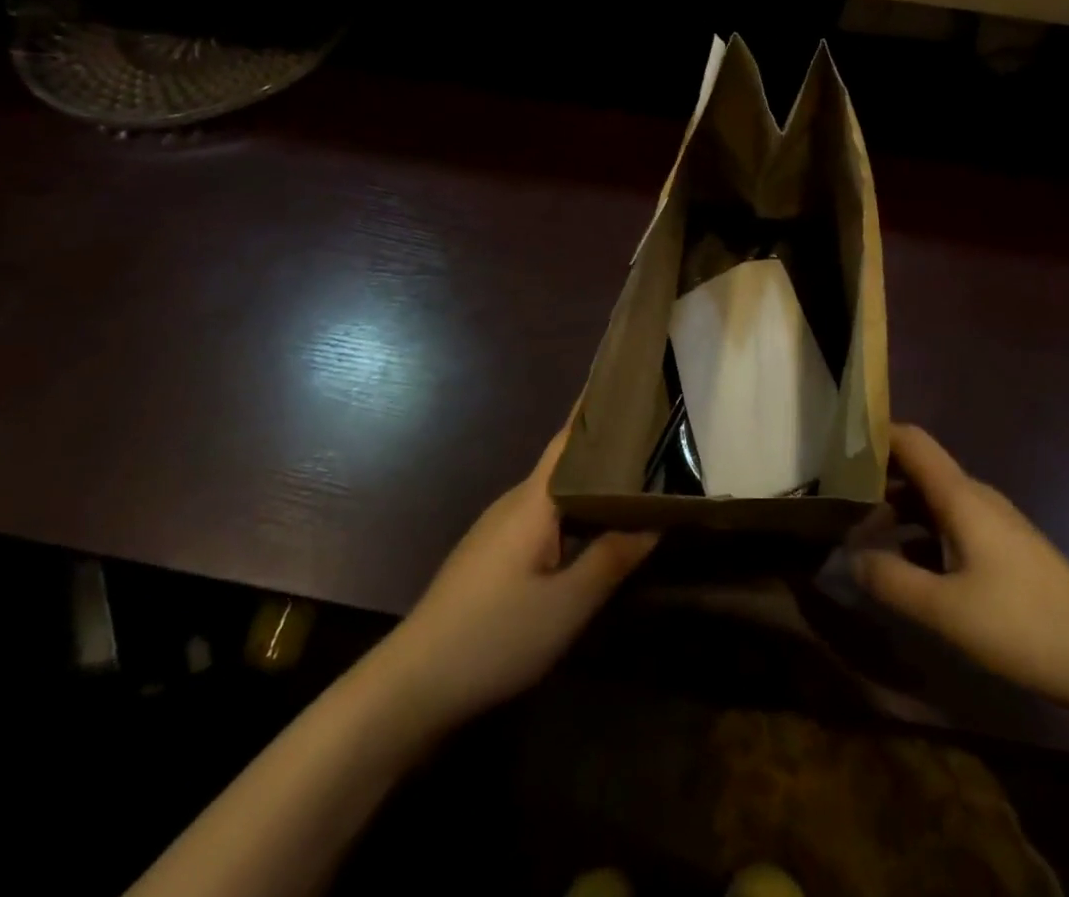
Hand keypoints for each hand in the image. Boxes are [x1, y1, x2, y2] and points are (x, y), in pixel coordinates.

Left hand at [389, 427, 657, 730]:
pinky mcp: (493, 554)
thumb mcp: (567, 605)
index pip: (571, 437)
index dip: (599, 408)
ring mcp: (500, 528)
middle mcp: (516, 502)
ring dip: (593, 482)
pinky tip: (596, 529)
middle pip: (568, 462)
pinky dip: (576, 511)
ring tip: (639, 478)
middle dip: (608, 446)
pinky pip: (544, 516)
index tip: (631, 382)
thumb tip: (656, 518)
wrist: (411, 686)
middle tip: (657, 436)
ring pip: (557, 492)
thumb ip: (613, 557)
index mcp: (534, 500)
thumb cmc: (494, 635)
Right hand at [853, 423, 1068, 715]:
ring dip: (897, 512)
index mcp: (960, 496)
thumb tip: (851, 558)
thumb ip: (891, 580)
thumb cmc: (1022, 625)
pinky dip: (920, 535)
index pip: (911, 440)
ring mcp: (993, 523)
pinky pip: (950, 525)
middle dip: (875, 480)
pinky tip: (906, 567)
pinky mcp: (1004, 549)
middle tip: (835, 502)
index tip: (834, 444)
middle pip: (917, 469)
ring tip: (860, 537)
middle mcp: (975, 497)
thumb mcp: (945, 610)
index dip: (874, 433)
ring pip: (932, 501)